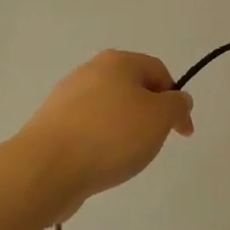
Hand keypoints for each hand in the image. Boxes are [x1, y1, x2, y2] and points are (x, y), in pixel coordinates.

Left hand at [16, 51, 194, 215]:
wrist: (47, 167)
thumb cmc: (111, 136)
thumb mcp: (160, 118)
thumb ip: (177, 105)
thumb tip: (178, 100)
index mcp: (118, 61)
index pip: (158, 71)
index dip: (176, 100)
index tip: (182, 132)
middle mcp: (90, 71)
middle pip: (132, 89)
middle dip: (149, 115)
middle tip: (152, 143)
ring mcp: (66, 97)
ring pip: (109, 110)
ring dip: (123, 131)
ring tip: (124, 157)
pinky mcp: (52, 124)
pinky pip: (87, 129)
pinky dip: (100, 143)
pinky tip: (99, 163)